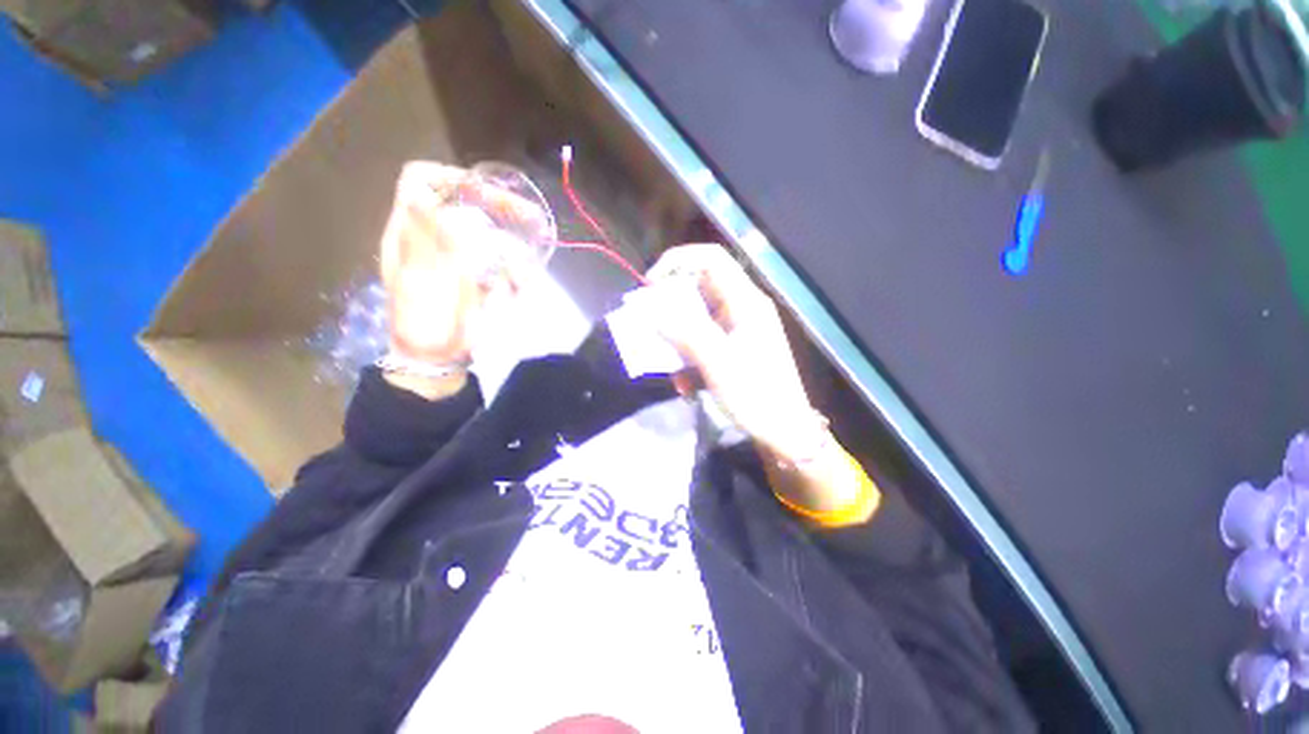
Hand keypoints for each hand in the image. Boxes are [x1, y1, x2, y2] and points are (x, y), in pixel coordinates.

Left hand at [379, 162, 547, 366]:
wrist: (437, 360)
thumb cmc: (426, 324)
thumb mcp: (422, 283)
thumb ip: (425, 240)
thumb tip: (422, 194)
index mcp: (410, 233)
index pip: (420, 181)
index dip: (452, 178)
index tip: (485, 193)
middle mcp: (433, 236)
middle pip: (464, 203)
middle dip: (499, 209)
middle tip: (532, 219)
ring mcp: (457, 256)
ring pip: (489, 234)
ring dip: (512, 250)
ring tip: (524, 276)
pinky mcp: (476, 274)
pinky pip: (500, 261)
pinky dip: (514, 272)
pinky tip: (520, 288)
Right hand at [648, 245, 822, 462]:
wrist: (784, 431)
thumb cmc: (756, 395)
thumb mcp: (717, 363)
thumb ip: (685, 332)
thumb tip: (651, 310)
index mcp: (746, 302)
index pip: (711, 259)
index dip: (677, 261)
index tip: (649, 285)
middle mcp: (741, 309)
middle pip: (698, 289)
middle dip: (670, 308)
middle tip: (649, 328)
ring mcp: (737, 329)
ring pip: (696, 318)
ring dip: (677, 340)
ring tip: (668, 367)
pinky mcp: (732, 348)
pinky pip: (701, 342)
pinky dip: (687, 358)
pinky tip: (685, 384)